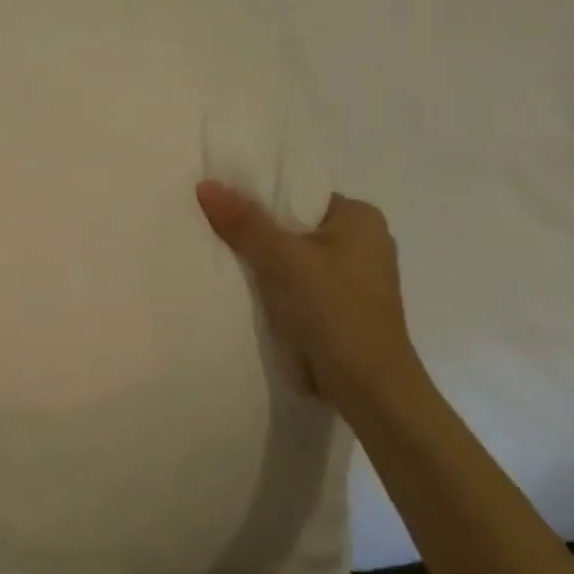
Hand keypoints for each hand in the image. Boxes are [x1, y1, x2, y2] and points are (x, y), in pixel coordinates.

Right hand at [197, 181, 426, 415]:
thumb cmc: (334, 312)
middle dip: (256, 230)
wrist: (368, 388)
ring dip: (262, 260)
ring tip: (219, 254)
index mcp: (361, 218)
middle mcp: (362, 242)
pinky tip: (243, 287)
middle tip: (211, 226)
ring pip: (292, 256)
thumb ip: (244, 222)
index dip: (258, 195)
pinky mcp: (340, 306)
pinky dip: (273, 284)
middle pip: (293, 224)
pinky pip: (296, 282)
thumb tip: (205, 185)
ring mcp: (352, 277)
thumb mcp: (283, 260)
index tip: (219, 200)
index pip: (298, 193)